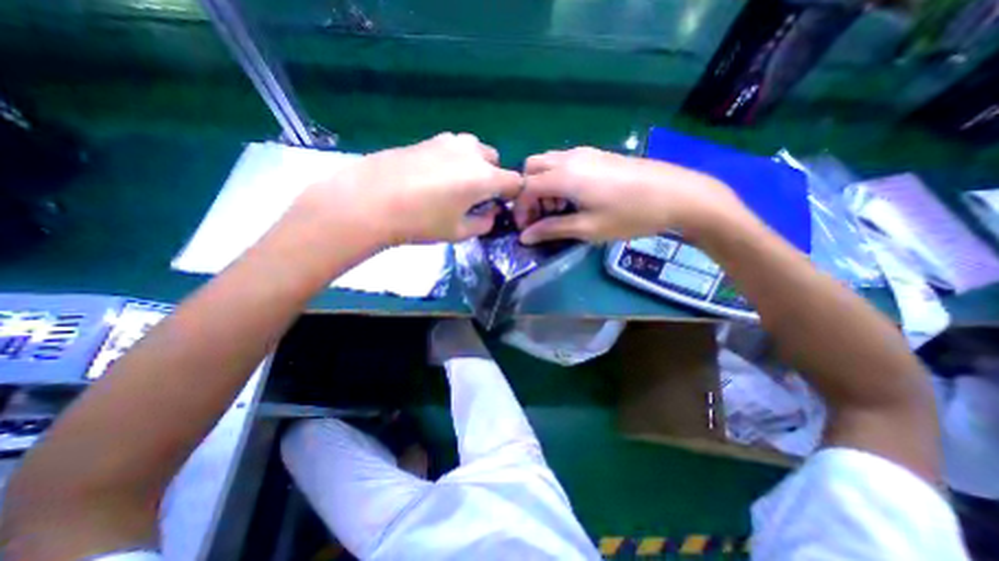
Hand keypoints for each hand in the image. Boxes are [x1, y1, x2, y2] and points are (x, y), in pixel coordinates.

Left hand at [295, 131, 522, 245]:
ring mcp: (448, 141)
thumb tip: (491, 213)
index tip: (501, 206)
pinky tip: (435, 177)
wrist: (370, 201)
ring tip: (455, 185)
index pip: (515, 181)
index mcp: (484, 177)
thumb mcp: (458, 232)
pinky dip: (455, 160)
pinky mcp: (428, 139)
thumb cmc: (420, 222)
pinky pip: (453, 147)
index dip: (513, 195)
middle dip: (493, 178)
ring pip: (474, 150)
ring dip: (474, 166)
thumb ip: (483, 223)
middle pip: (495, 161)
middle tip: (476, 197)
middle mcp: (471, 153)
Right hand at [514, 147, 739, 241]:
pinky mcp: (597, 155)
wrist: (676, 194)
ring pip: (548, 163)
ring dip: (542, 185)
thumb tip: (524, 237)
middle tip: (540, 216)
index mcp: (564, 176)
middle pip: (531, 168)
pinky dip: (557, 179)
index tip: (525, 229)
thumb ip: (552, 229)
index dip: (519, 209)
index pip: (525, 187)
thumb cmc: (629, 215)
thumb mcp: (587, 228)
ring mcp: (584, 153)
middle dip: (527, 193)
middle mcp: (569, 158)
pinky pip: (565, 163)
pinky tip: (574, 198)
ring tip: (558, 210)